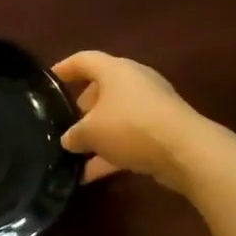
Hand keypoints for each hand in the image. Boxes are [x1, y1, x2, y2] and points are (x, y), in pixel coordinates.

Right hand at [53, 51, 201, 189]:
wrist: (185, 151)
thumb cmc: (130, 127)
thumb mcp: (90, 132)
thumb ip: (74, 134)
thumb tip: (69, 139)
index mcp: (115, 70)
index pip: (84, 60)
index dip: (65, 68)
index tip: (50, 79)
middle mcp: (135, 81)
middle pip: (103, 87)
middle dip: (84, 105)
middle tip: (67, 121)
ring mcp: (152, 106)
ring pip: (117, 115)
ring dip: (99, 133)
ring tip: (77, 152)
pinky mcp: (164, 129)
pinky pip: (130, 137)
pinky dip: (112, 152)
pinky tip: (92, 175)